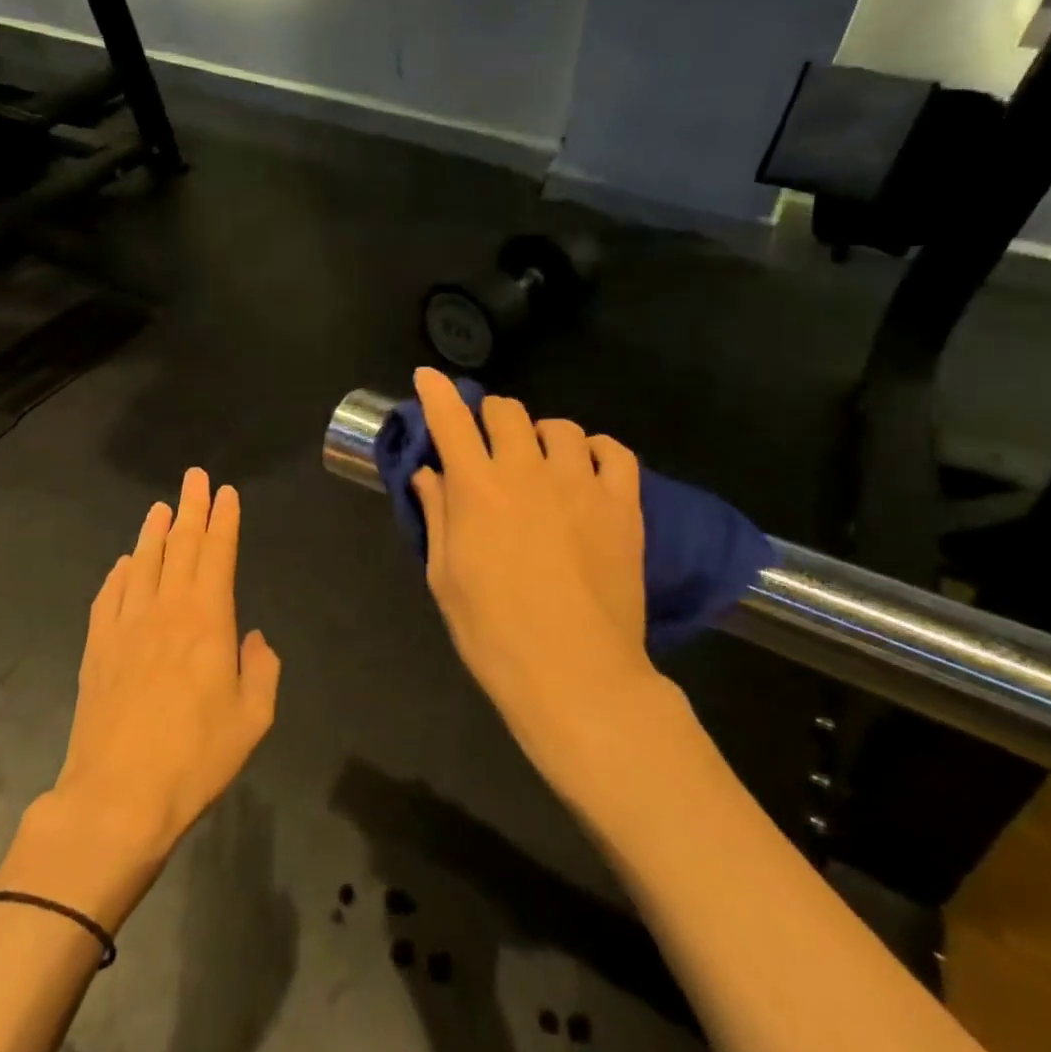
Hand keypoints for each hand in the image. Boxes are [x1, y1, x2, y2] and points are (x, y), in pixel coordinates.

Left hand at [13, 469, 278, 924]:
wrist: (117, 797)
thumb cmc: (195, 758)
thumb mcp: (254, 719)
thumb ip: (262, 669)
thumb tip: (253, 637)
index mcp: (207, 619)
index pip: (217, 553)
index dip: (223, 519)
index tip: (226, 492)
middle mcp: (165, 609)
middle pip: (181, 546)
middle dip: (192, 508)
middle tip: (194, 477)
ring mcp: (125, 626)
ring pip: (142, 563)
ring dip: (154, 532)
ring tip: (160, 507)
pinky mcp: (96, 648)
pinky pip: (108, 596)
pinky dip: (118, 573)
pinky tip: (123, 563)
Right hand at [410, 369, 667, 803]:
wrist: (575, 674)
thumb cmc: (494, 633)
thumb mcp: (446, 577)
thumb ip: (438, 515)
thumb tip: (430, 474)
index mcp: (477, 488)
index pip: (451, 420)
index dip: (436, 392)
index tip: (427, 377)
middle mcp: (526, 471)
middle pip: (507, 411)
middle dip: (489, 416)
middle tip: (488, 442)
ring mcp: (579, 483)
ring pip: (560, 427)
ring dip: (541, 435)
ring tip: (540, 462)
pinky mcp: (623, 504)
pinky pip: (614, 452)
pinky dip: (596, 451)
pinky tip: (587, 470)